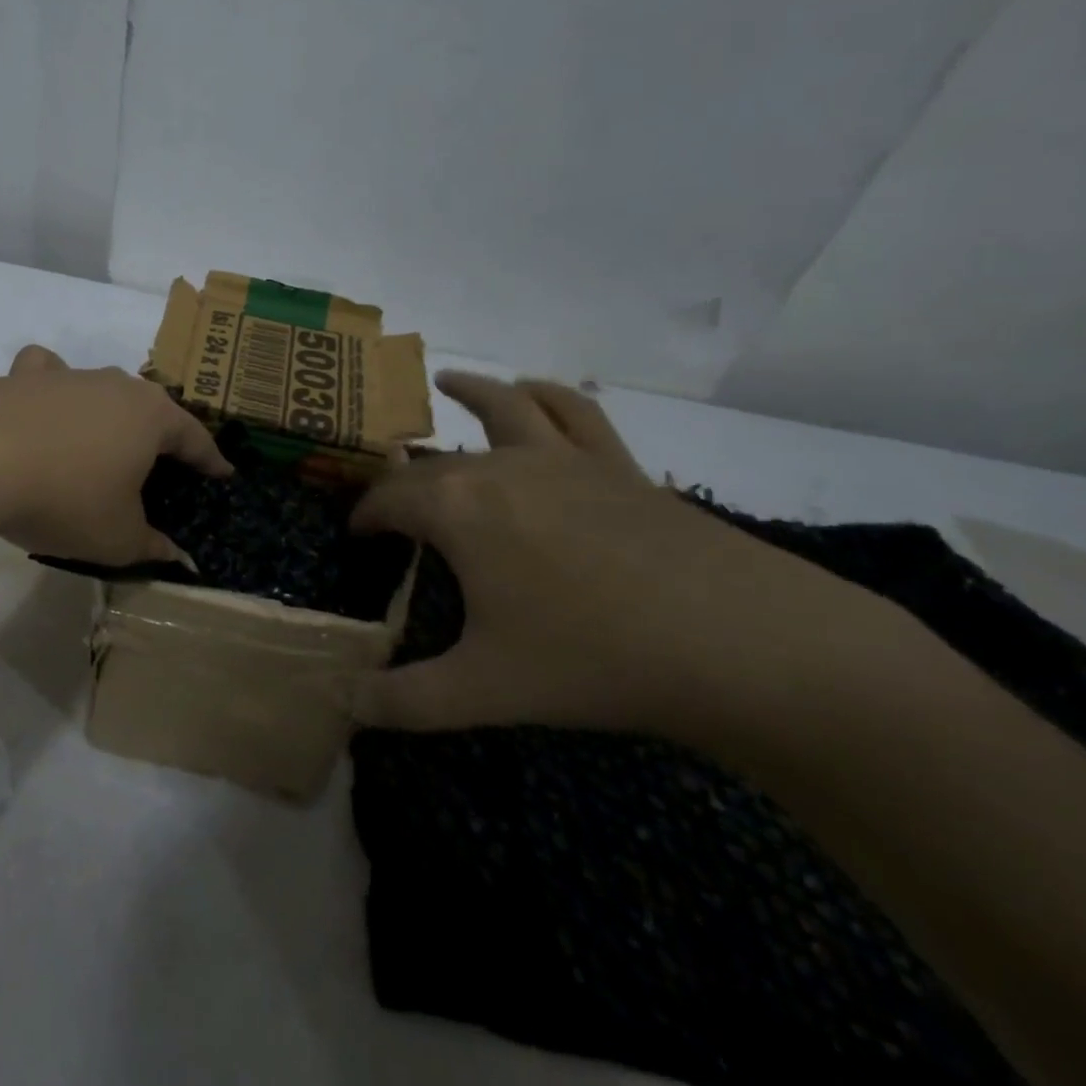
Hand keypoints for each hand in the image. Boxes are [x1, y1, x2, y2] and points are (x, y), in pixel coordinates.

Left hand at [0, 344, 230, 565]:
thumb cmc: (64, 498)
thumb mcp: (117, 538)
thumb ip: (153, 547)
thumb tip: (179, 558)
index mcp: (151, 416)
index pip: (195, 438)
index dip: (210, 460)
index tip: (222, 474)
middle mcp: (115, 385)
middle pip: (151, 410)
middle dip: (161, 437)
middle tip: (162, 468)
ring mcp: (68, 375)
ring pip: (103, 391)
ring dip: (110, 415)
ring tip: (104, 444)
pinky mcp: (22, 377)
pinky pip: (49, 376)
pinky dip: (54, 389)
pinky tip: (44, 407)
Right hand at [350, 371, 818, 735]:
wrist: (742, 646)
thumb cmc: (594, 660)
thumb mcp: (484, 691)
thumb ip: (403, 700)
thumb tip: (343, 704)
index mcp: (457, 508)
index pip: (388, 500)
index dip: (364, 517)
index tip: (355, 536)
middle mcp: (499, 467)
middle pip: (432, 464)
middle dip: (401, 481)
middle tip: (390, 506)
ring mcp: (562, 459)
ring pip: (502, 408)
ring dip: (469, 392)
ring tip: (445, 381)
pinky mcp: (616, 465)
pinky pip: (574, 412)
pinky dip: (547, 394)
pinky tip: (534, 389)